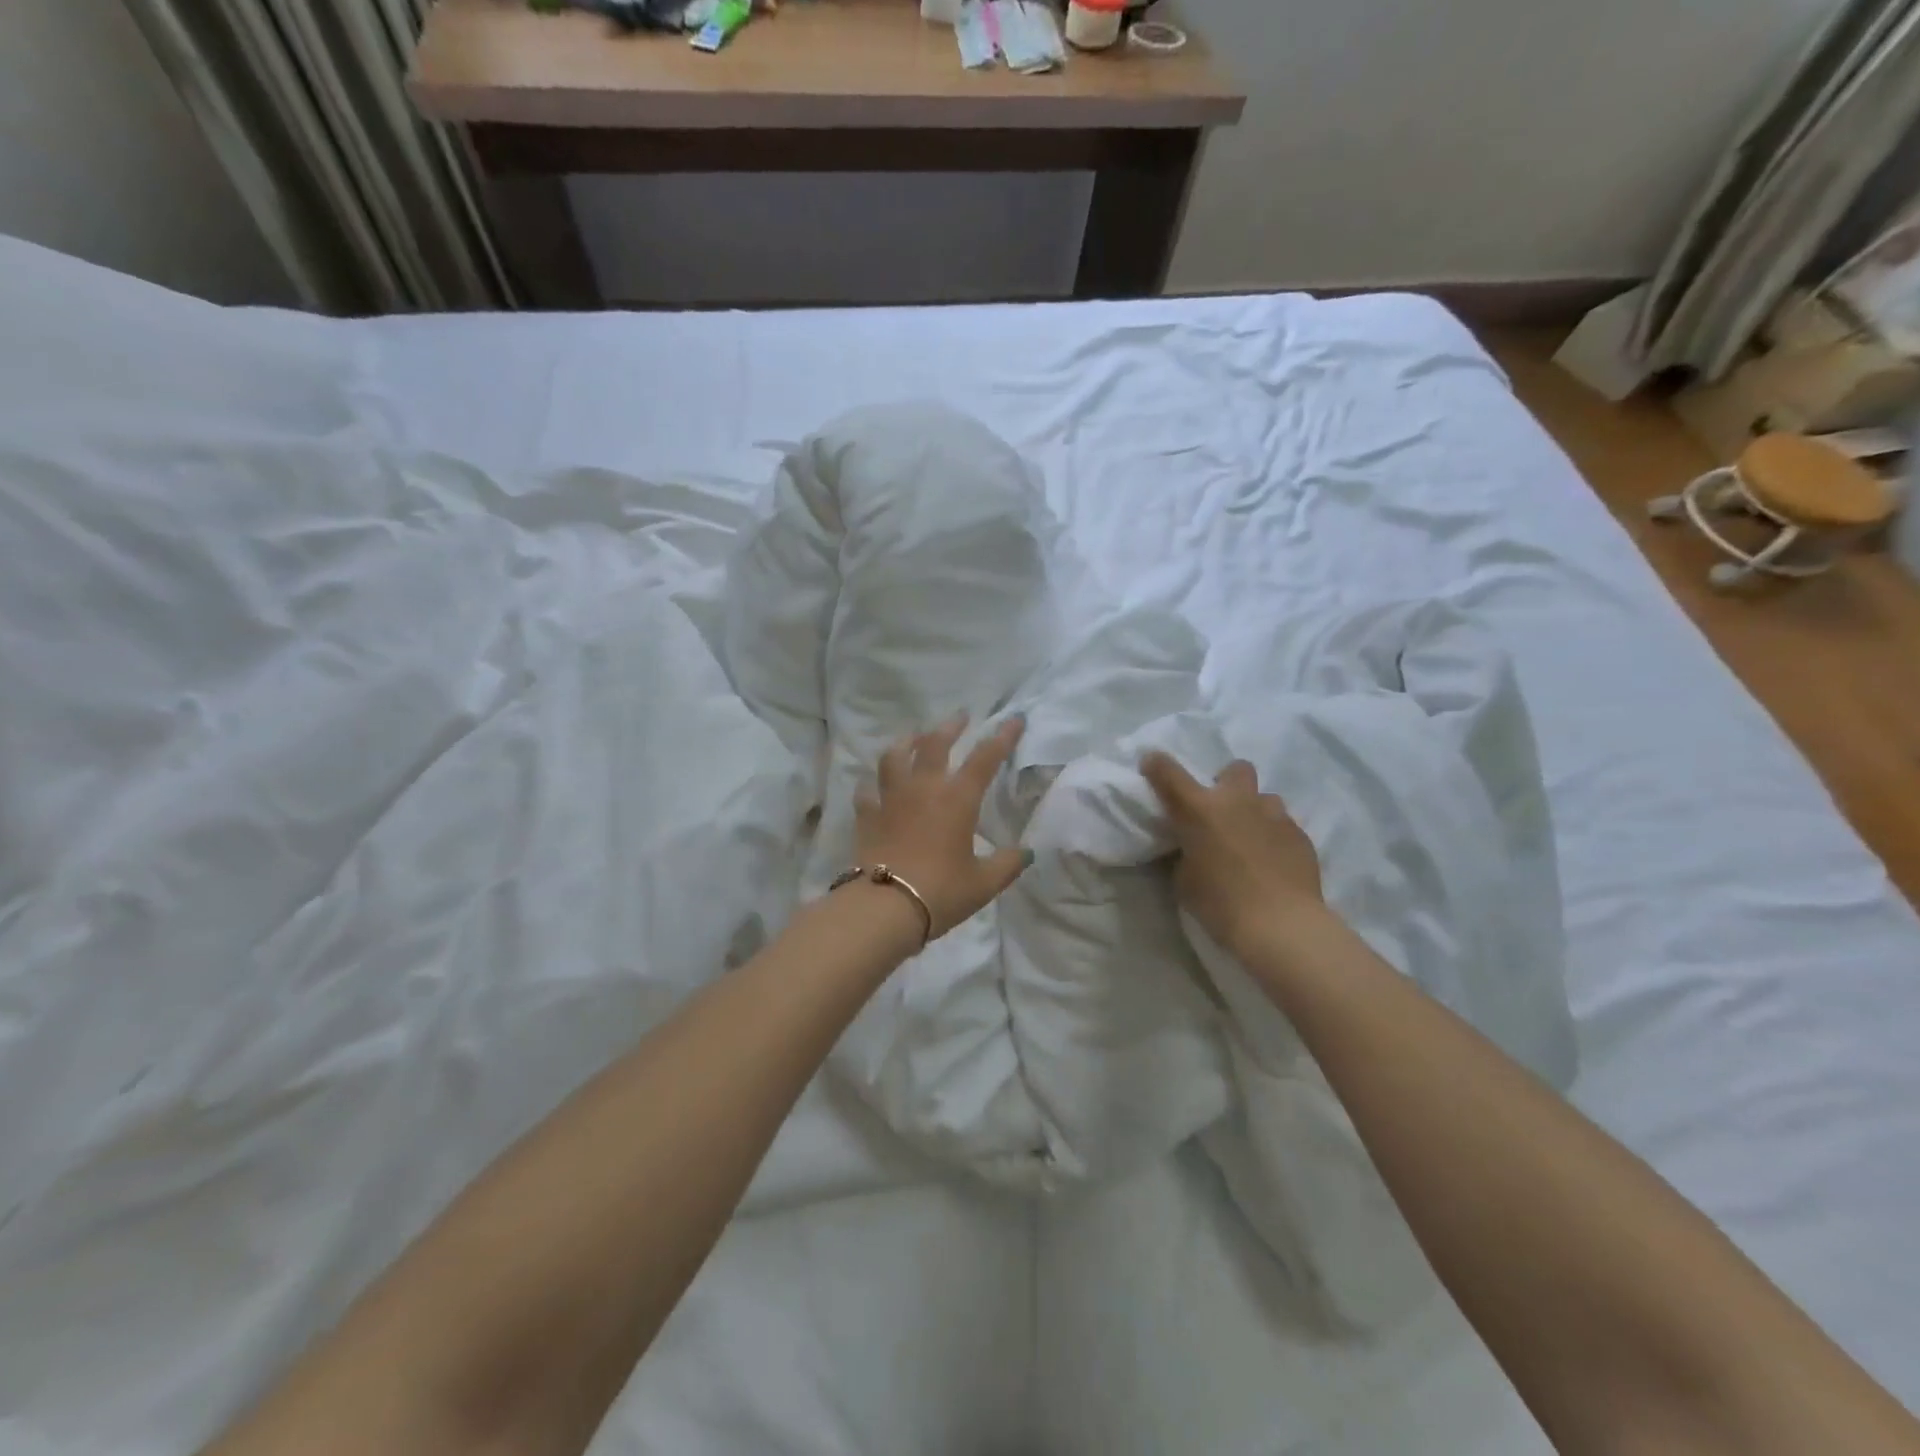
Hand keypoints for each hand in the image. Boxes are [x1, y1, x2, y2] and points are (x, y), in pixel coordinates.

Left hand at [853, 715, 1030, 939]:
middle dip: (950, 727)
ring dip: (906, 742)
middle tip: (960, 717)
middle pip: (934, 744)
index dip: (1002, 737)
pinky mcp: (867, 816)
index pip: (985, 758)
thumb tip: (1027, 852)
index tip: (1014, 719)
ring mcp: (891, 799)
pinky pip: (867, 792)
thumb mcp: (984, 883)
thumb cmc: (941, 891)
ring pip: (894, 757)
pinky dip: (873, 785)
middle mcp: (923, 789)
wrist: (886, 907)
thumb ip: (1007, 864)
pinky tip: (874, 787)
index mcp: (957, 799)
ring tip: (912, 738)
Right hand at [1140, 754, 1325, 955]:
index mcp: (1199, 810)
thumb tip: (1193, 847)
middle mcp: (1237, 801)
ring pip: (1264, 798)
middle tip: (1221, 811)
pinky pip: (1284, 825)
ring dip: (1254, 812)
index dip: (1157, 765)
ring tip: (1251, 840)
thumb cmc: (1220, 904)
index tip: (1152, 765)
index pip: (1169, 773)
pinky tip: (1273, 862)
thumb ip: (1185, 853)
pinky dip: (1274, 837)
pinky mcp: (1300, 835)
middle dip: (1227, 783)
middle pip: (1235, 769)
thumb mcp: (1184, 879)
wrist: (1280, 925)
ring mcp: (1274, 815)